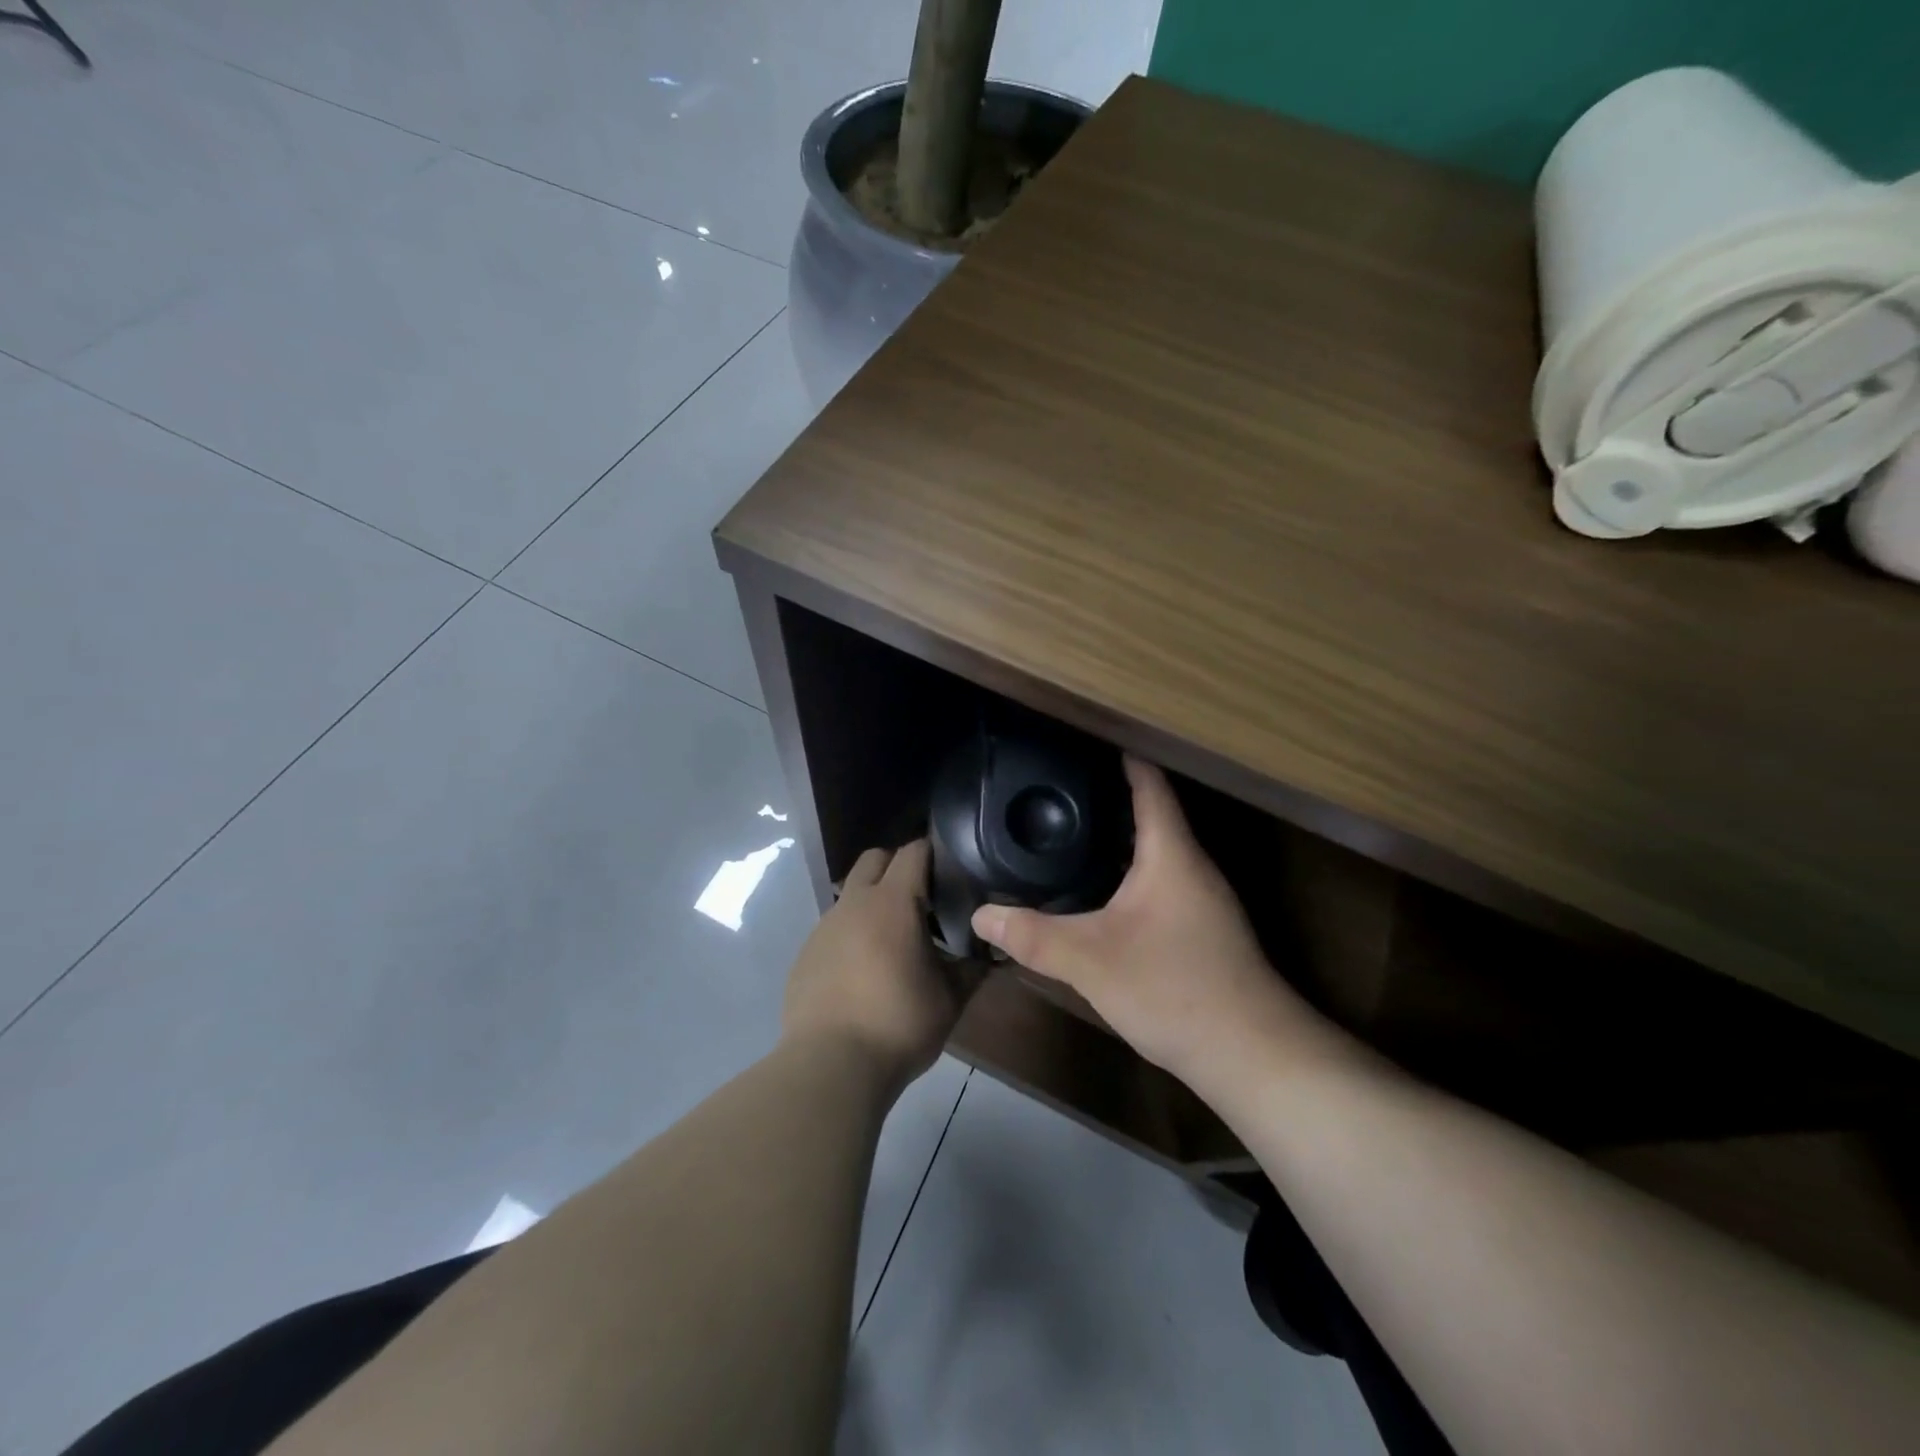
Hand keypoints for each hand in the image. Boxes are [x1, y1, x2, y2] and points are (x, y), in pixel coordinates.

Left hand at [782, 840, 965, 1089]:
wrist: (831, 1065)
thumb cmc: (898, 1024)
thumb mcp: (950, 999)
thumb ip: (972, 968)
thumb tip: (992, 953)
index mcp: (892, 902)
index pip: (913, 851)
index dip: (934, 853)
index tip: (952, 870)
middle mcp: (853, 904)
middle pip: (874, 858)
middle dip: (898, 867)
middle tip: (922, 899)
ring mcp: (823, 927)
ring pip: (851, 895)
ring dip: (873, 904)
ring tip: (893, 942)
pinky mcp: (805, 954)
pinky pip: (833, 929)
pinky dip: (852, 936)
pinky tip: (863, 973)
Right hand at [971, 758, 1318, 1085]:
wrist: (1251, 1055)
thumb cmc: (1174, 989)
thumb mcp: (1091, 961)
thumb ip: (1033, 936)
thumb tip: (982, 915)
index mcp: (1171, 854)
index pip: (1149, 785)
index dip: (1120, 757)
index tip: (1084, 740)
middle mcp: (1192, 866)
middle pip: (1151, 814)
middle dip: (1108, 797)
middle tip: (1058, 789)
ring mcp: (1203, 900)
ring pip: (1156, 852)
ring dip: (1118, 838)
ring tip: (1070, 832)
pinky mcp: (1202, 930)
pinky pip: (1160, 882)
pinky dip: (1128, 872)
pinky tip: (1101, 892)